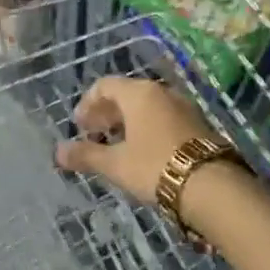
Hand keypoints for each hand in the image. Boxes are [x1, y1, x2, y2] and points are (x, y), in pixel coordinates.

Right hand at [56, 76, 218, 204]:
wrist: (211, 185)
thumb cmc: (155, 167)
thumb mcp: (116, 165)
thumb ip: (86, 155)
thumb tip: (58, 152)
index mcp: (139, 93)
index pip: (105, 85)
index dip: (88, 103)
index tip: (79, 126)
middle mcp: (161, 91)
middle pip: (126, 93)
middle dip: (107, 113)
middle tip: (94, 135)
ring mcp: (182, 105)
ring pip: (147, 106)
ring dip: (127, 121)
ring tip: (117, 145)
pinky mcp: (197, 123)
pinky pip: (163, 116)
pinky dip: (147, 127)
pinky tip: (144, 151)